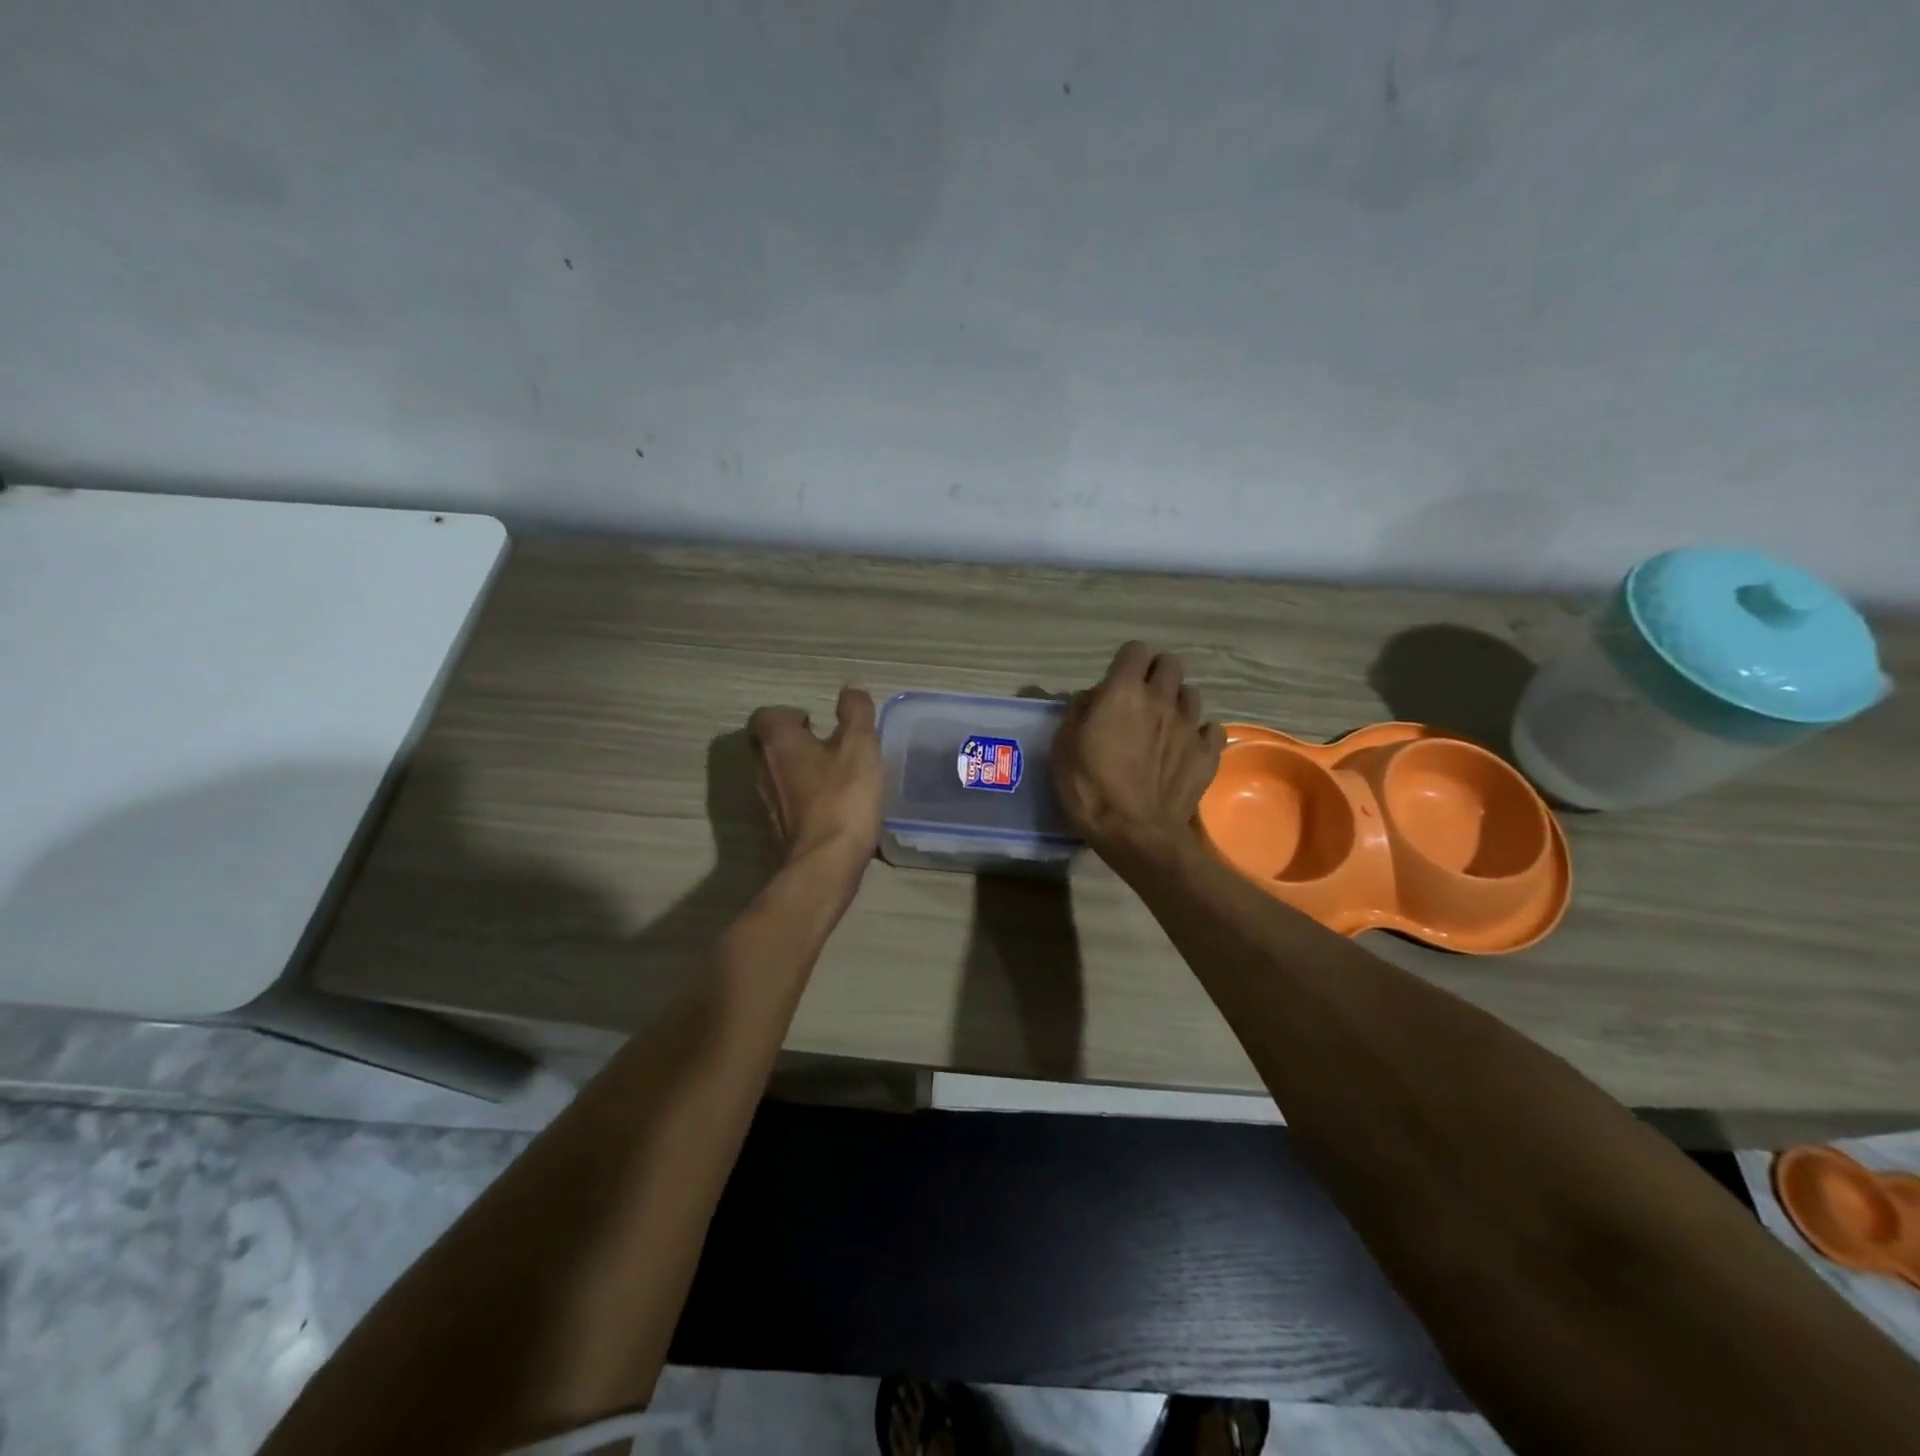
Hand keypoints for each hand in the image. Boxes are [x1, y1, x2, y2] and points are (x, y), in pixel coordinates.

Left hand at [748, 687, 883, 877]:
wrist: (826, 862)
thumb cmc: (843, 796)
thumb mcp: (860, 746)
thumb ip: (856, 712)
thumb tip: (850, 690)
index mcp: (778, 742)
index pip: (766, 715)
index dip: (788, 714)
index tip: (816, 723)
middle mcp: (763, 768)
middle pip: (765, 744)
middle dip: (789, 740)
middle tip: (822, 744)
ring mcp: (766, 801)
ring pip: (774, 773)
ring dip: (795, 768)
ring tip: (830, 772)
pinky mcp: (778, 827)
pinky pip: (785, 799)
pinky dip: (801, 794)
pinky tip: (830, 802)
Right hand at [1052, 642, 1223, 864]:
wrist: (1135, 832)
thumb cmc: (1090, 787)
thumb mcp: (1063, 747)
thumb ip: (1077, 713)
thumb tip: (1090, 699)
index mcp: (1124, 692)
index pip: (1135, 651)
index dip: (1126, 661)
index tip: (1116, 680)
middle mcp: (1162, 700)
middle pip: (1171, 664)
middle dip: (1157, 673)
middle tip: (1141, 697)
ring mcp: (1190, 726)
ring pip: (1192, 694)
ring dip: (1178, 702)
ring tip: (1165, 724)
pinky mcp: (1208, 754)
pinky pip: (1212, 730)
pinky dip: (1200, 734)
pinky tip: (1187, 748)